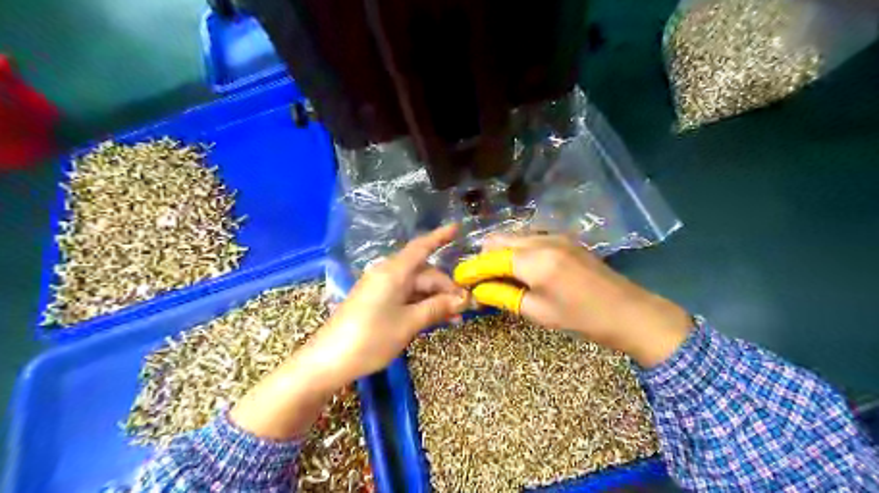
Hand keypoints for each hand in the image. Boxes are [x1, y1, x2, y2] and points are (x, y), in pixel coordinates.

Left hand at [229, 225, 469, 441]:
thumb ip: (437, 308)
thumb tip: (463, 300)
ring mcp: (380, 288)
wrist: (329, 361)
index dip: (440, 237)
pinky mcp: (375, 302)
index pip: (421, 247)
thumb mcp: (409, 324)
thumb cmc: (371, 338)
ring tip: (454, 319)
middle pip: (423, 273)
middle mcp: (387, 274)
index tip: (457, 228)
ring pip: (415, 287)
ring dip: (435, 300)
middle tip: (464, 309)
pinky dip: (421, 305)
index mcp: (394, 272)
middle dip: (445, 288)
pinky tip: (434, 319)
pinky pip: (404, 297)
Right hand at [452, 234, 692, 366]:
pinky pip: (530, 238)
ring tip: (499, 277)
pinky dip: (518, 250)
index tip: (458, 279)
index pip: (490, 258)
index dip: (471, 269)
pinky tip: (521, 270)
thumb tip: (477, 290)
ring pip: (514, 236)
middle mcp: (542, 239)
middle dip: (483, 258)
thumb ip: (503, 296)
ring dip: (500, 253)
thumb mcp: (538, 312)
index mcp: (534, 260)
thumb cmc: (581, 318)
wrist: (628, 311)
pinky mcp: (564, 239)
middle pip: (499, 239)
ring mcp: (555, 236)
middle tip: (479, 280)